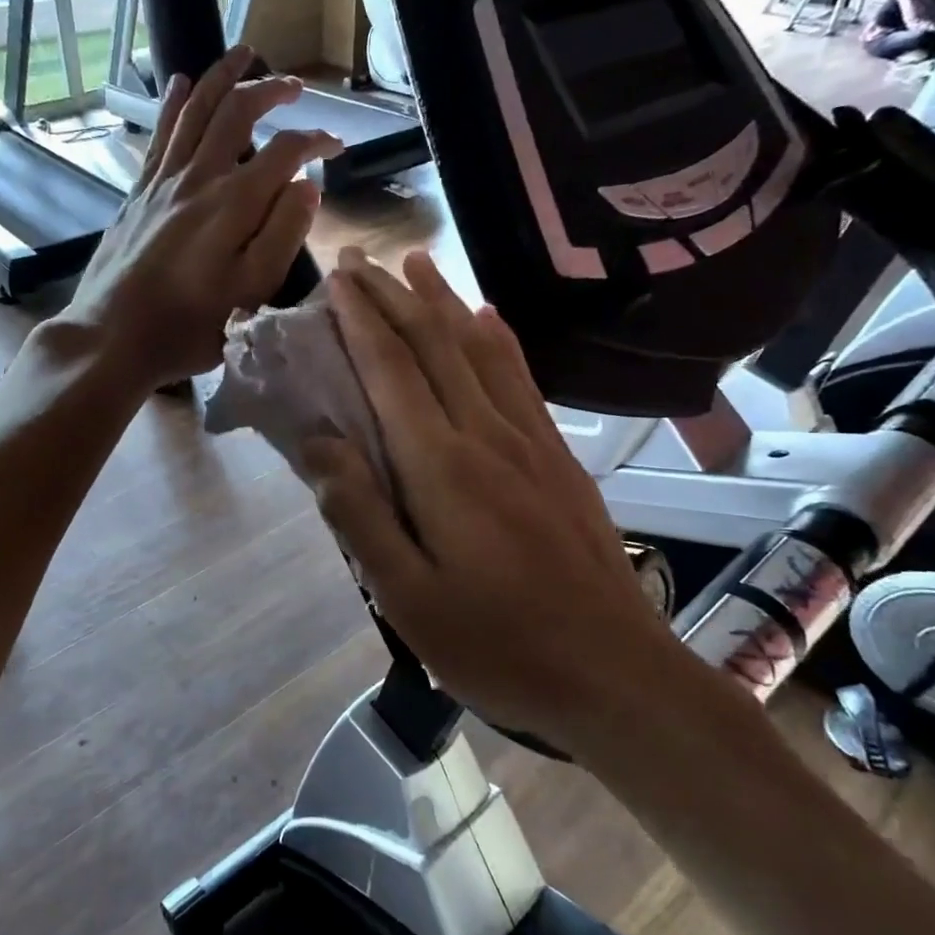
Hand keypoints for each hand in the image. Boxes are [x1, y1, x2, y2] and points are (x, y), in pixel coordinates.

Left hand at [60, 45, 337, 390]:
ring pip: (195, 111)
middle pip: (237, 113)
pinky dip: (175, 104)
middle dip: (271, 91)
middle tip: (294, 87)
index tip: (337, 147)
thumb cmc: (189, 326)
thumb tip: (306, 185)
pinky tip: (181, 84)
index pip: (285, 152)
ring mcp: (163, 182)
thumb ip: (283, 234)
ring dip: (222, 77)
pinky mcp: (138, 193)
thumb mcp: (251, 291)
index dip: (316, 141)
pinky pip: (160, 134)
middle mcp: (198, 179)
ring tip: (243, 53)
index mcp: (234, 204)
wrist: (112, 336)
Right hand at [301, 249, 689, 742]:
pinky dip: (497, 339)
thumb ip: (359, 513)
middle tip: (359, 258)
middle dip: (393, 296)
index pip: (392, 371)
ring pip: (478, 351)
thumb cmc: (495, 645)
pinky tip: (488, 319)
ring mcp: (530, 443)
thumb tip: (319, 441)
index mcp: (441, 467)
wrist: (615, 675)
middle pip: (433, 346)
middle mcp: (486, 436)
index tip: (335, 279)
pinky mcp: (558, 459)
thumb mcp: (405, 596)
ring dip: (443, 301)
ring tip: (417, 263)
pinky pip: (522, 380)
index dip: (361, 320)